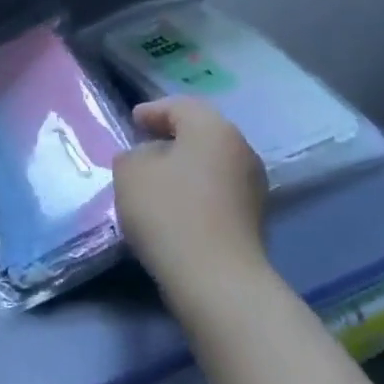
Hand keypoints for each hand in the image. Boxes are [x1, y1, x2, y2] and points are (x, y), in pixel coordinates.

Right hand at [114, 97, 270, 317]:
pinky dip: (196, 191)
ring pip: (211, 163)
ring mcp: (253, 185)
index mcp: (213, 128)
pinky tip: (175, 207)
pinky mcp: (253, 218)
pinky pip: (217, 191)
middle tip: (143, 146)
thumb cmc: (168, 212)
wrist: (215, 277)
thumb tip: (146, 158)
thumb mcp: (130, 173)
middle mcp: (241, 149)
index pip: (180, 106)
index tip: (133, 121)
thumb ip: (133, 155)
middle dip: (171, 138)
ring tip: (156, 180)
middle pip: (201, 133)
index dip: (153, 111)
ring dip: (184, 167)